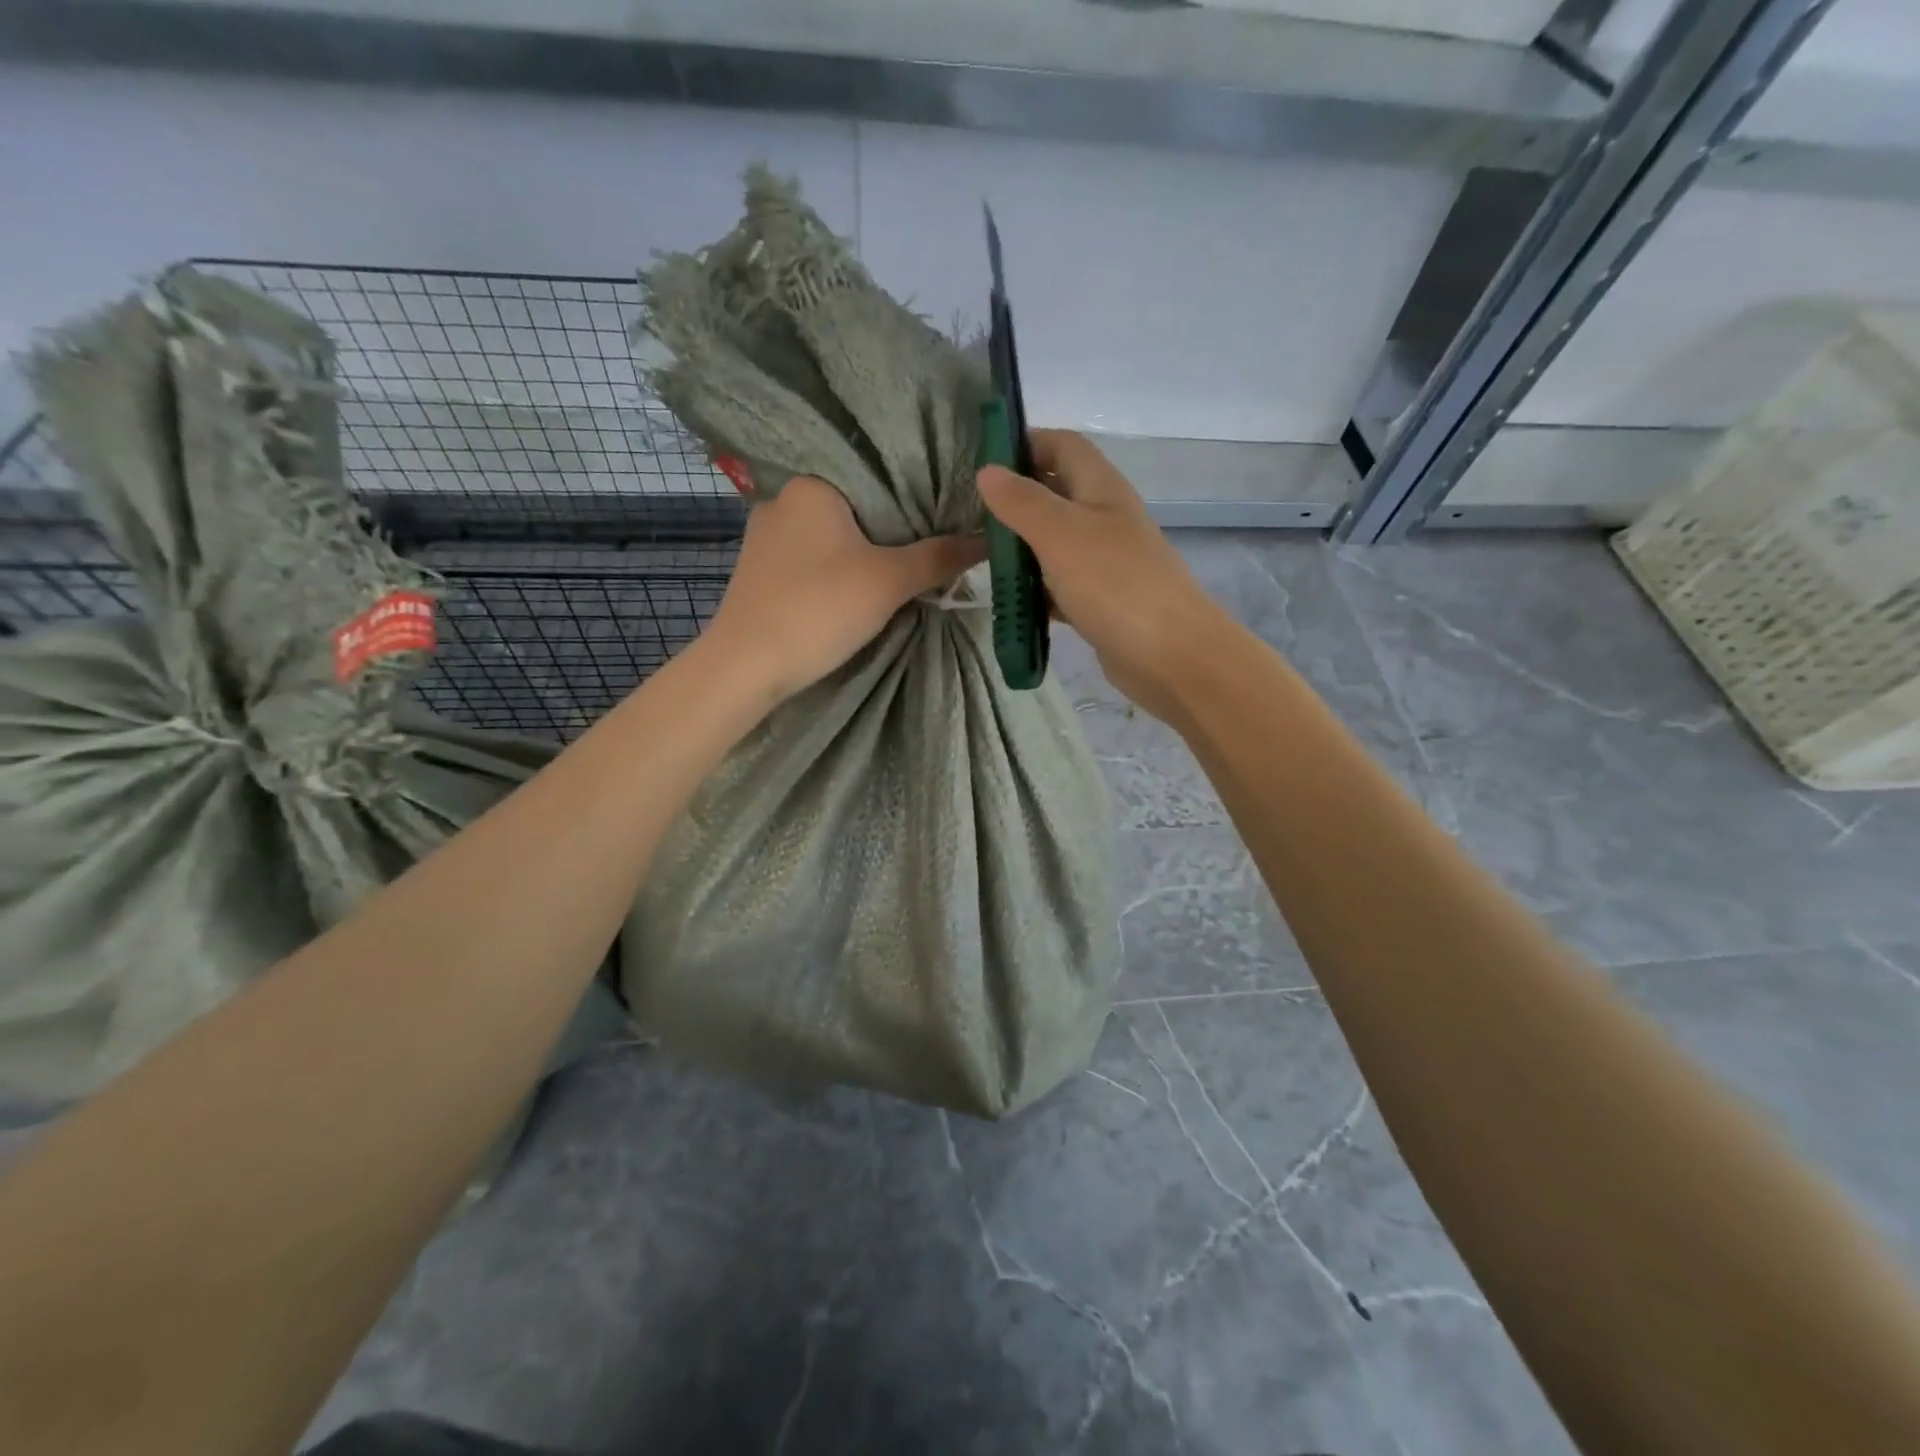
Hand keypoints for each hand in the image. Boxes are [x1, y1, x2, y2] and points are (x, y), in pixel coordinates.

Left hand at [702, 475, 985, 703]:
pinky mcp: (762, 572)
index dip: (918, 497)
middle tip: (936, 546)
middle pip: (858, 508)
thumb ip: (940, 557)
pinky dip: (840, 570)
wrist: (746, 667)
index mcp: (811, 484)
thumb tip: (988, 537)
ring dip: (866, 553)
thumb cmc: (818, 609)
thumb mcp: (889, 581)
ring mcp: (767, 537)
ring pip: (836, 537)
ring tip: (907, 569)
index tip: (949, 517)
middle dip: (894, 531)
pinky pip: (815, 559)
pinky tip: (861, 588)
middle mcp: (784, 500)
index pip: (878, 476)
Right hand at [978, 430, 1218, 720]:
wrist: (1170, 655)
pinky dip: (1035, 589)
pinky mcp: (1099, 601)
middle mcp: (1104, 518)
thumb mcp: (1060, 534)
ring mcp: (1104, 562)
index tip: (981, 463)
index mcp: (1101, 488)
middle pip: (1055, 494)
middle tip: (969, 515)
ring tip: (978, 557)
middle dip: (1014, 500)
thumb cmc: (1115, 584)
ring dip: (1021, 548)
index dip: (1024, 444)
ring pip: (1054, 543)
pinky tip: (1009, 601)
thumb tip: (987, 470)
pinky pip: (1059, 585)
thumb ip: (1022, 502)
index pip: (1062, 446)